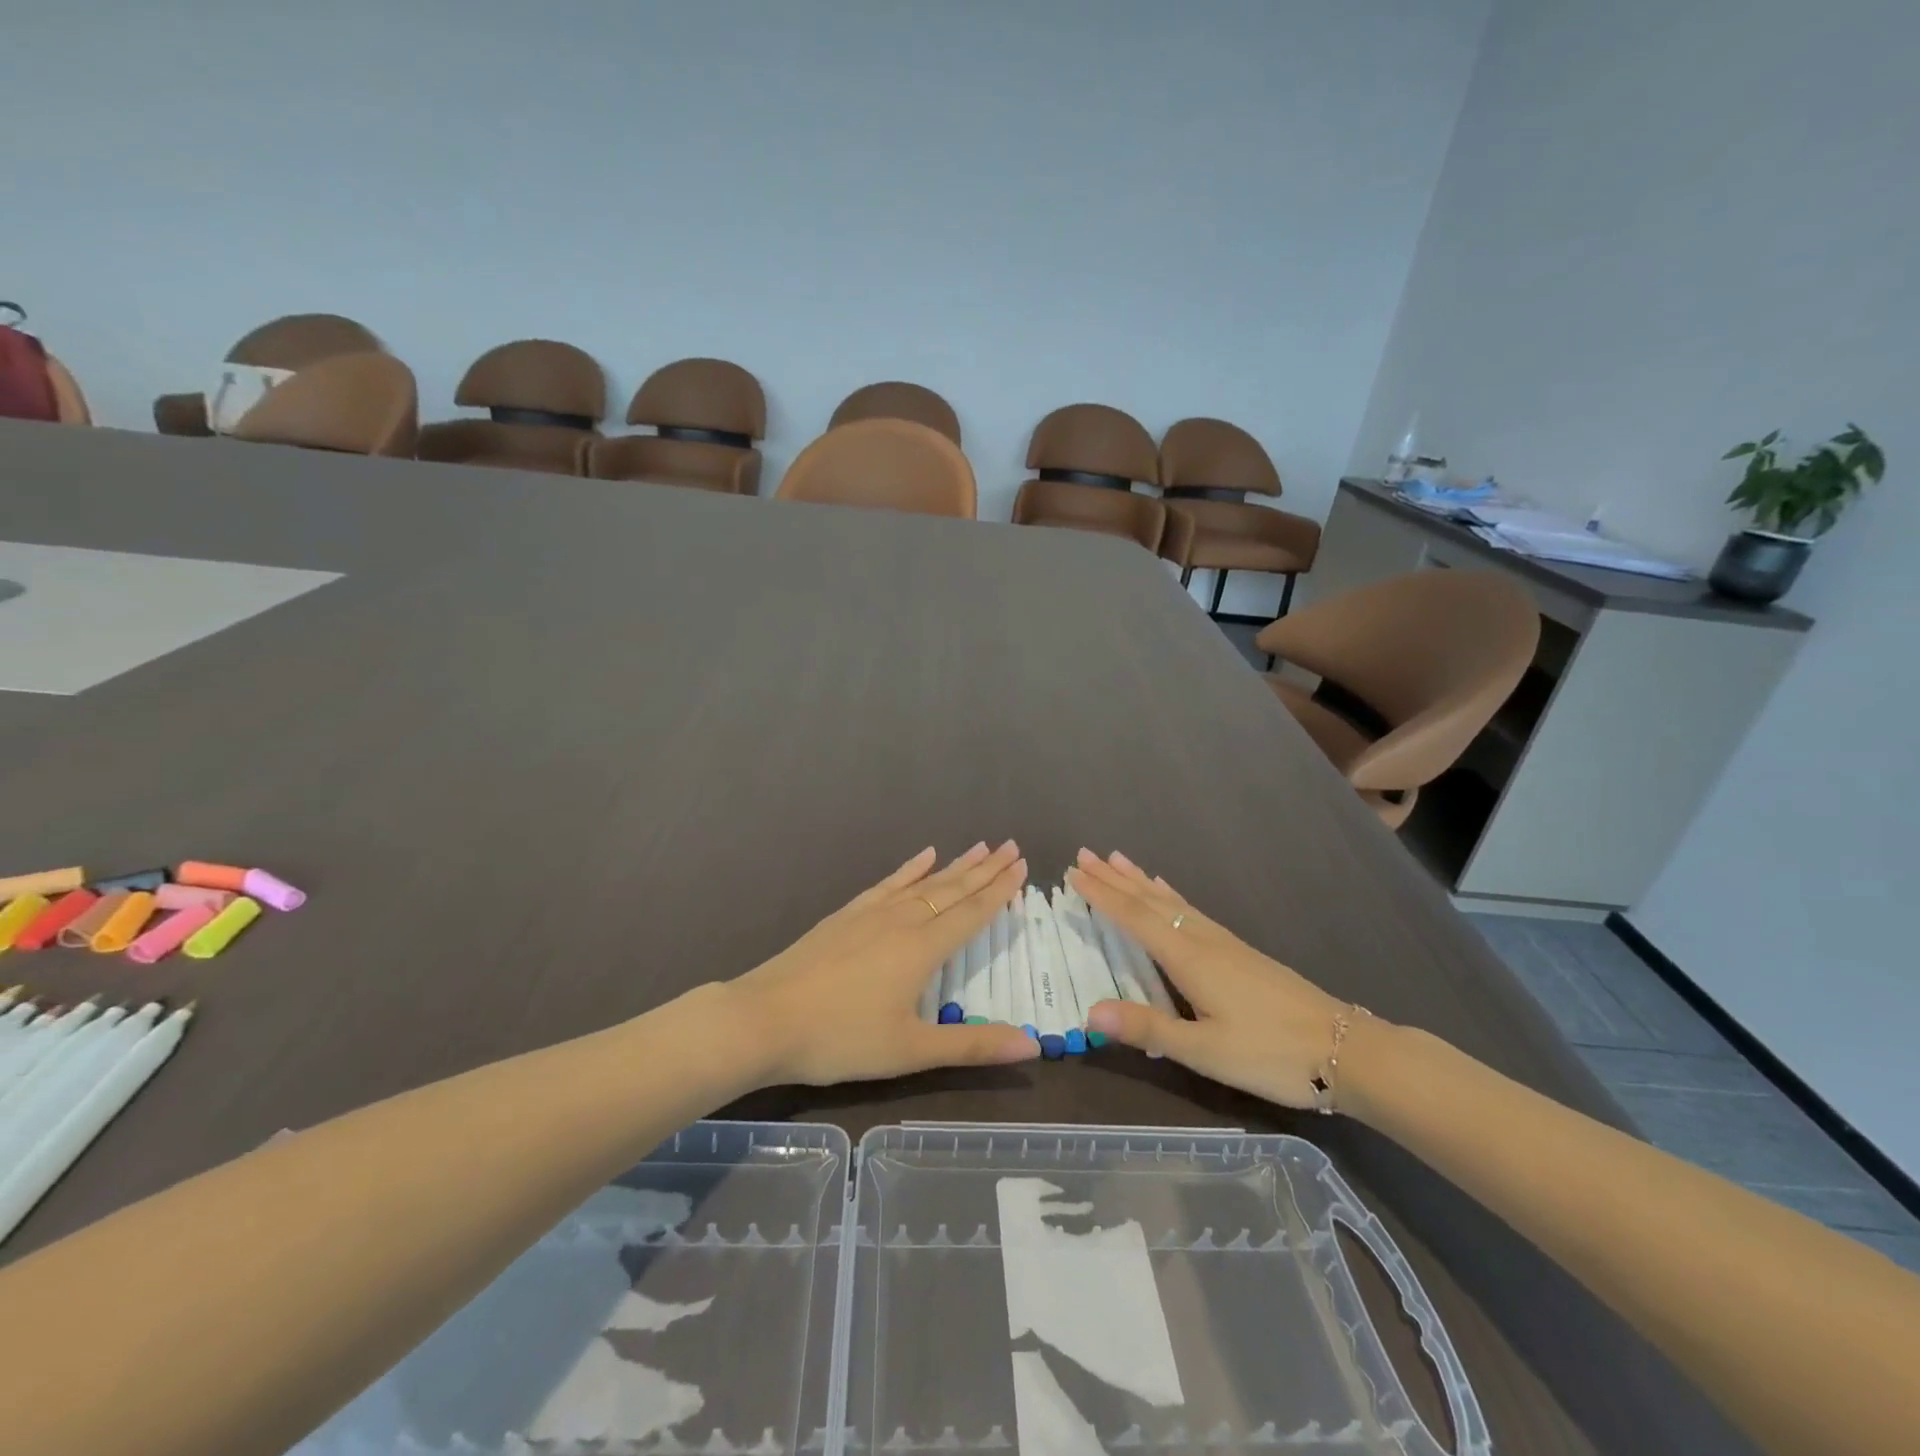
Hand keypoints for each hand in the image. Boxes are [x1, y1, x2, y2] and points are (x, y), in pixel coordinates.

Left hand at [730, 842, 1040, 1085]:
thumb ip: (972, 1046)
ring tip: (979, 846)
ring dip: (955, 865)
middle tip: (1011, 845)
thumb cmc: (841, 1039)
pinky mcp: (846, 915)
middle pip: (953, 889)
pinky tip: (923, 856)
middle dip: (985, 869)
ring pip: (923, 882)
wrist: (765, 1019)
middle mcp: (903, 920)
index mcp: (923, 949)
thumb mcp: (910, 1051)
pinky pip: (887, 883)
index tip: (1022, 865)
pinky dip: (909, 869)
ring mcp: (871, 913)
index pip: (972, 913)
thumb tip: (1033, 1047)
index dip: (1000, 890)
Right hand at [1068, 849, 1360, 1109]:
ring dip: (1140, 880)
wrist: (1348, 1051)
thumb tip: (1089, 1012)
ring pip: (1172, 901)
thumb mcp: (1205, 1051)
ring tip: (1118, 858)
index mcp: (1189, 958)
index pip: (1134, 919)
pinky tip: (1170, 893)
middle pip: (1150, 901)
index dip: (1102, 896)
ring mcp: (1224, 943)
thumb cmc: (1271, 1054)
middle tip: (1084, 854)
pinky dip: (1171, 895)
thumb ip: (1148, 1029)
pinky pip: (1192, 910)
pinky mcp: (1240, 952)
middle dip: (1114, 878)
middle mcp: (1202, 940)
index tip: (1073, 873)